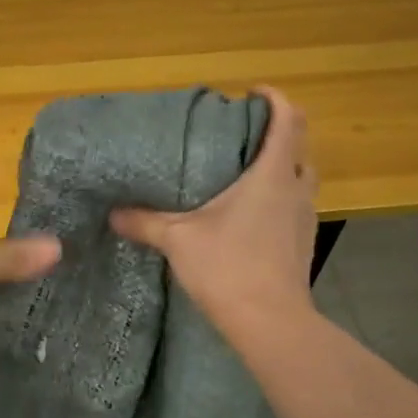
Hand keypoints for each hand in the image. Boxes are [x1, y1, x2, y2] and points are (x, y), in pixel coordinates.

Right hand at [109, 86, 318, 339]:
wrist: (270, 324)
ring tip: (243, 176)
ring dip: (279, 170)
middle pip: (299, 149)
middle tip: (242, 138)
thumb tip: (113, 213)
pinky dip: (277, 201)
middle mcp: (295, 191)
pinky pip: (293, 209)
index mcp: (271, 176)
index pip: (289, 121)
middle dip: (278, 135)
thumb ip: (145, 222)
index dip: (276, 99)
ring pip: (299, 181)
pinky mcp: (302, 246)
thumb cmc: (227, 267)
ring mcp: (304, 220)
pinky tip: (248, 219)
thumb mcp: (178, 240)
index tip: (253, 94)